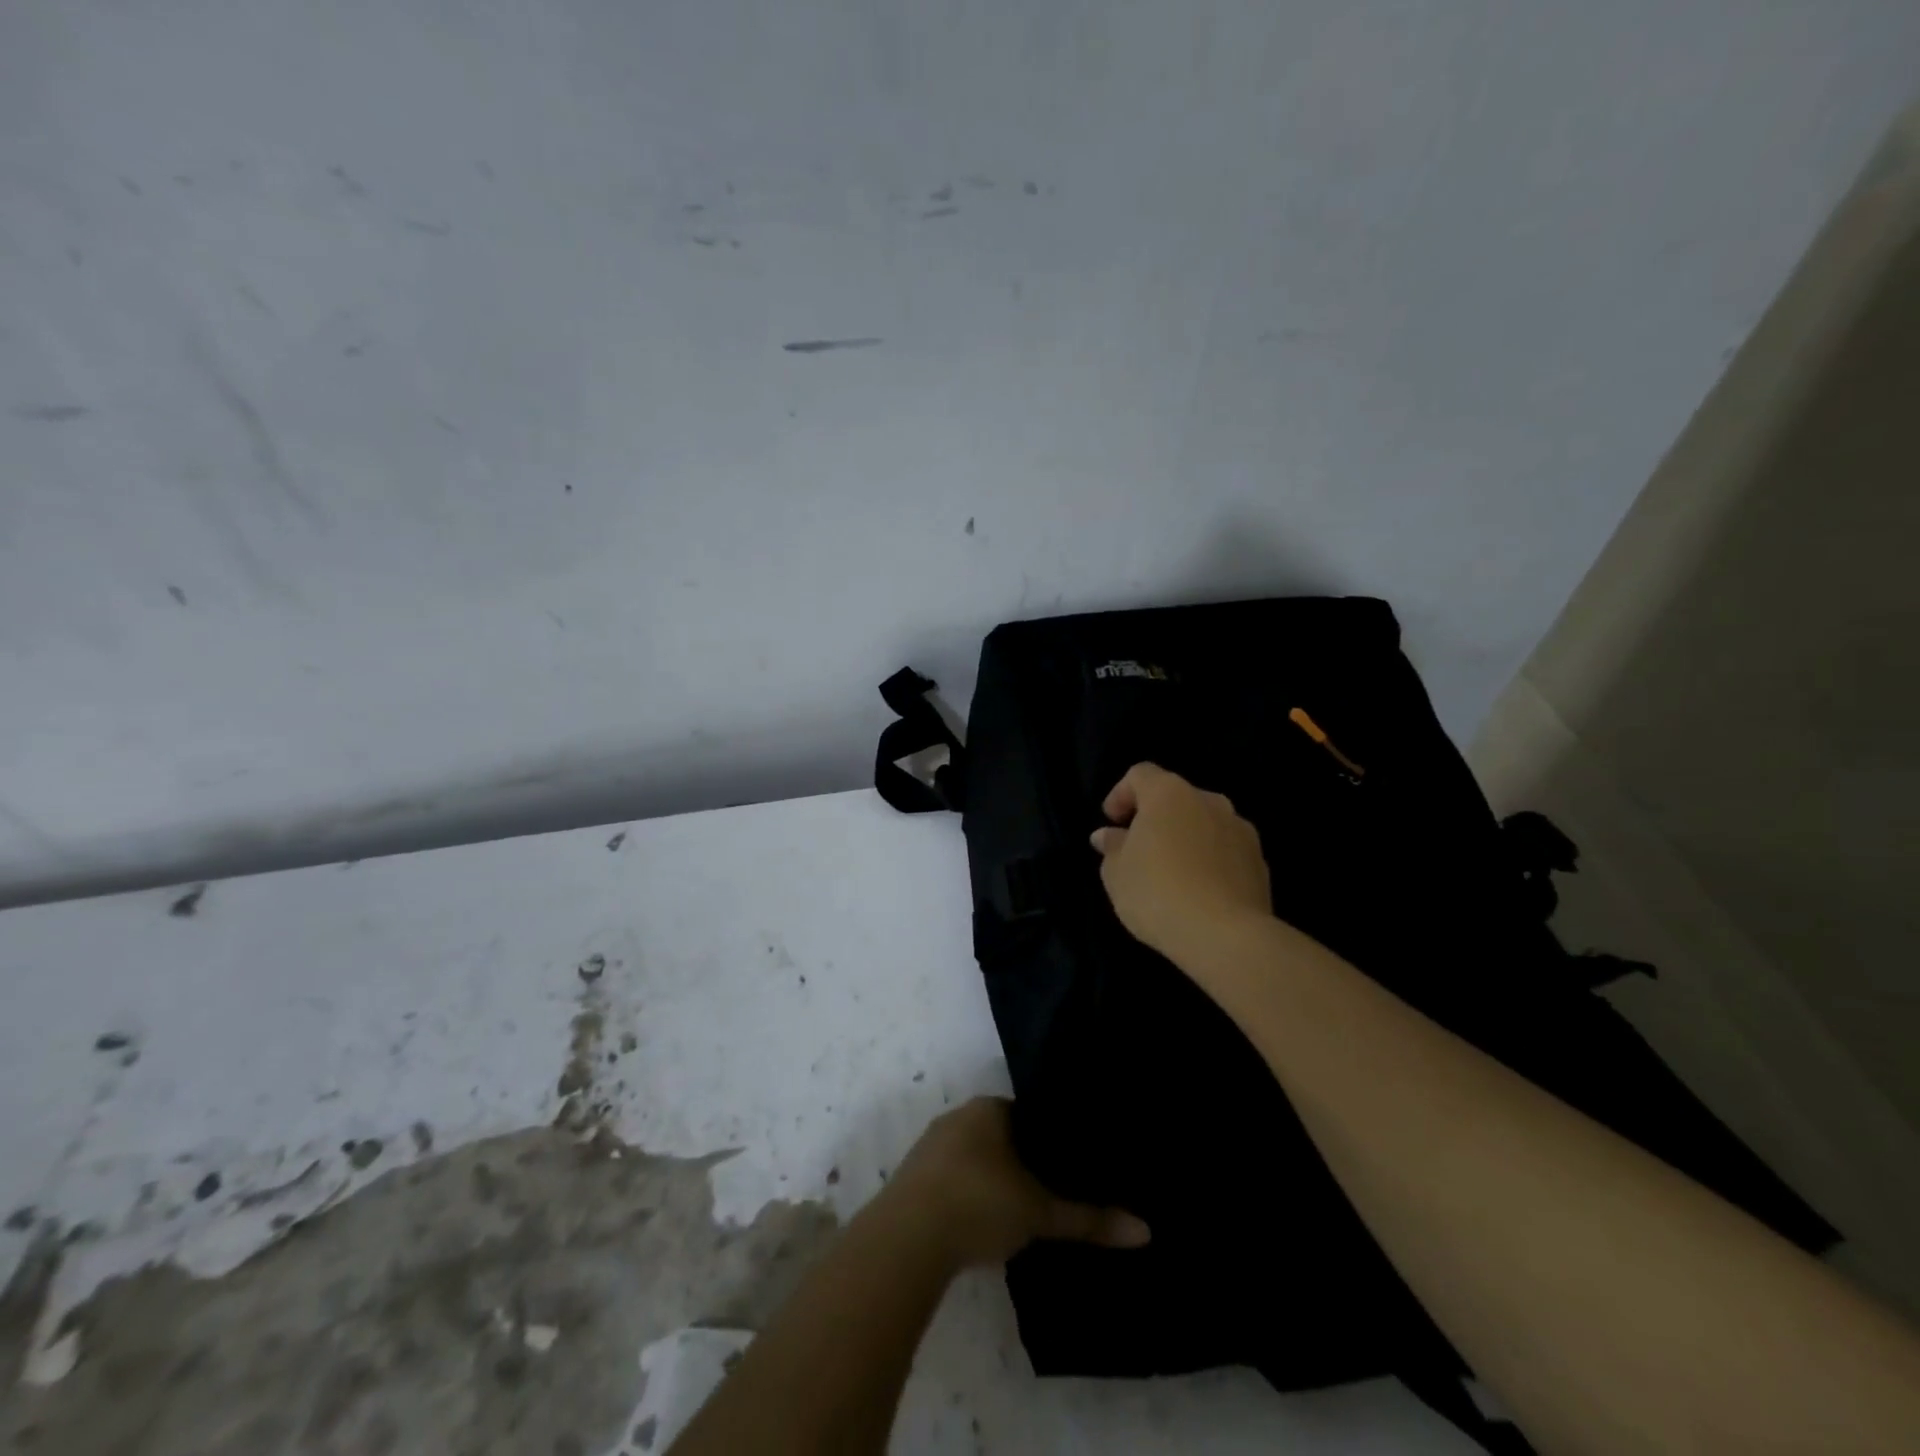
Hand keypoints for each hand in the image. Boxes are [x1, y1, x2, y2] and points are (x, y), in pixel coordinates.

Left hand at [883, 1098, 1148, 1267]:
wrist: (908, 1237)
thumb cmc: (980, 1203)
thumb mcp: (1040, 1213)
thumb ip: (1089, 1219)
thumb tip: (1145, 1231)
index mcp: (989, 1108)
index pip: (1028, 1114)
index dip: (1049, 1139)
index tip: (1069, 1163)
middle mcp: (958, 1115)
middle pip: (999, 1134)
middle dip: (1021, 1160)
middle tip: (1050, 1190)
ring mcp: (931, 1144)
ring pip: (973, 1156)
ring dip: (992, 1179)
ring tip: (1019, 1210)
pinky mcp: (912, 1176)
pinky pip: (951, 1176)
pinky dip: (968, 1194)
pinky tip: (981, 1221)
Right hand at [1090, 762, 1273, 964]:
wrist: (1225, 936)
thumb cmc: (1158, 893)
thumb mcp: (1116, 872)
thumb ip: (1112, 847)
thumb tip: (1108, 835)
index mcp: (1169, 793)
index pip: (1140, 774)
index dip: (1121, 794)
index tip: (1112, 822)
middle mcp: (1209, 801)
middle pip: (1176, 797)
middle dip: (1156, 818)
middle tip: (1138, 849)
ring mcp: (1240, 829)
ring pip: (1204, 823)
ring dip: (1185, 838)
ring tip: (1171, 872)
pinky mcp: (1259, 862)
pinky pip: (1225, 851)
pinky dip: (1209, 860)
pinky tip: (1198, 891)